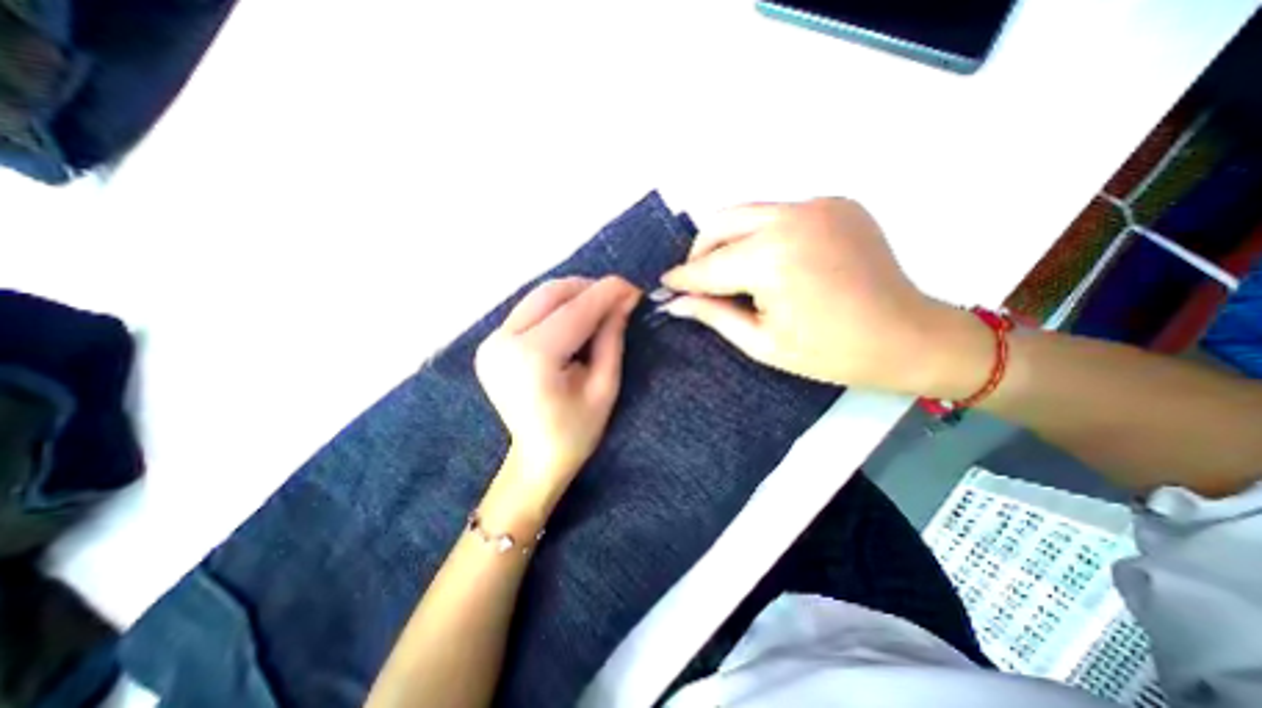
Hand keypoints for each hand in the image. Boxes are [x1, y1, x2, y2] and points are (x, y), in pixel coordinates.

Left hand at [477, 273, 641, 503]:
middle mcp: (503, 342)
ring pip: (538, 297)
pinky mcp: (491, 343)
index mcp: (532, 359)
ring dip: (573, 296)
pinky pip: (529, 310)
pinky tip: (575, 319)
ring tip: (600, 308)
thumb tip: (624, 299)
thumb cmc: (577, 430)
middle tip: (618, 298)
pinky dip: (557, 307)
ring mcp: (491, 342)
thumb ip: (612, 338)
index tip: (633, 287)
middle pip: (550, 294)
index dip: (606, 294)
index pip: (574, 312)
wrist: (537, 458)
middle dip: (589, 289)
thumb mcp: (605, 386)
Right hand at [660, 200, 983, 397]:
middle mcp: (791, 218)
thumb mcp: (762, 343)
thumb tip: (676, 302)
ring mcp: (818, 204)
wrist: (908, 337)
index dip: (682, 277)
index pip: (708, 266)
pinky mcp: (836, 203)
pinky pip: (780, 214)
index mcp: (772, 260)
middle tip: (699, 280)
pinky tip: (773, 262)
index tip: (664, 284)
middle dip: (701, 251)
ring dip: (730, 240)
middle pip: (721, 222)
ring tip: (732, 272)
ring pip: (749, 212)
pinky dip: (764, 235)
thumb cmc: (830, 353)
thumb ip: (714, 315)